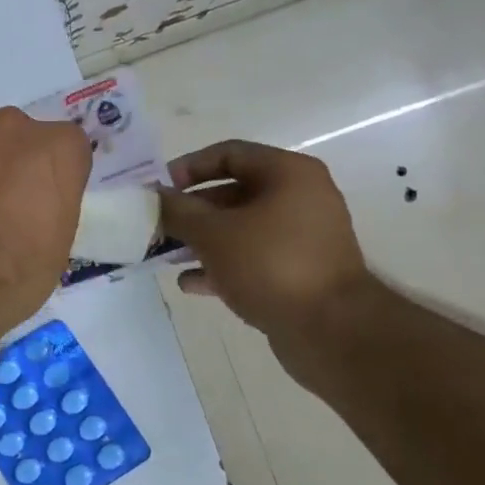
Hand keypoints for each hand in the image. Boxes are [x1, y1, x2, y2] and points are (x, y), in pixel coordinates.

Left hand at [0, 99, 91, 333]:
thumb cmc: (10, 275)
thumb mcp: (56, 249)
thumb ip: (51, 206)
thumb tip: (33, 203)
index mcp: (58, 152)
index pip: (68, 148)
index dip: (55, 176)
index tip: (43, 202)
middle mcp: (16, 128)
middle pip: (21, 137)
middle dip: (14, 163)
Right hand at [156, 141, 372, 348]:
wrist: (331, 330)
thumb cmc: (270, 264)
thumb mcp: (213, 233)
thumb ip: (177, 211)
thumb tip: (153, 196)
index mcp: (288, 174)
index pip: (229, 154)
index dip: (188, 167)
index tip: (158, 189)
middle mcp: (301, 198)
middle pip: (233, 193)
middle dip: (191, 211)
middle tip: (157, 226)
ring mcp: (302, 238)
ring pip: (241, 229)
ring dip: (202, 240)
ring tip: (166, 256)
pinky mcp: (299, 272)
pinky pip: (252, 259)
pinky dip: (222, 266)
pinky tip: (190, 283)